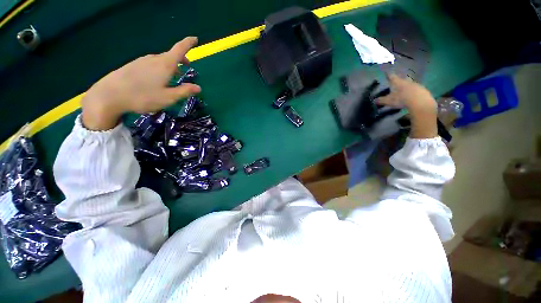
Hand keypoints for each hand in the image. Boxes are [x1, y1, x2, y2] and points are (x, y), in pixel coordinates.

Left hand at [81, 37, 201, 130]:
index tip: (195, 39)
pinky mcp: (133, 65)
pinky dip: (159, 68)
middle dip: (181, 60)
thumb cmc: (143, 96)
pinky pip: (151, 64)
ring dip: (170, 66)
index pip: (179, 49)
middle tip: (187, 68)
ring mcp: (141, 61)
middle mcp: (153, 59)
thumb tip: (198, 87)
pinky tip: (156, 79)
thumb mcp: (168, 97)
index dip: (188, 43)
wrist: (109, 95)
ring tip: (173, 77)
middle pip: (170, 55)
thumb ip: (184, 91)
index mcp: (164, 65)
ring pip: (160, 60)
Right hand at [376, 74, 437, 138]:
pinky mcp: (422, 90)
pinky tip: (411, 96)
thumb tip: (374, 101)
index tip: (386, 72)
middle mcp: (406, 82)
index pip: (392, 77)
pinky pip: (415, 89)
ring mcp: (415, 85)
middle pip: (402, 79)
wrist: (420, 101)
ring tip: (403, 90)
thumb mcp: (389, 101)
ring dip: (406, 86)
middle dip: (399, 80)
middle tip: (396, 82)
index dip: (388, 75)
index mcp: (398, 83)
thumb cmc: (402, 99)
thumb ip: (381, 100)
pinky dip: (412, 91)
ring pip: (409, 84)